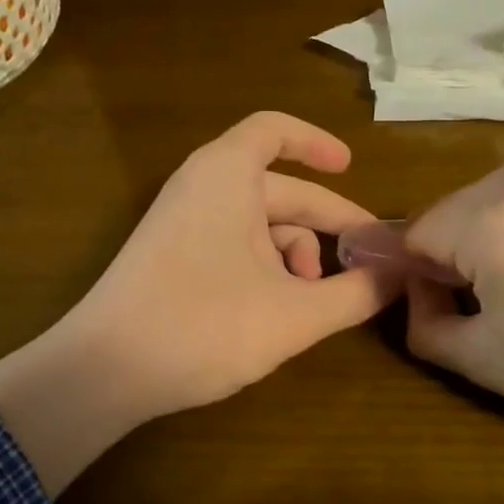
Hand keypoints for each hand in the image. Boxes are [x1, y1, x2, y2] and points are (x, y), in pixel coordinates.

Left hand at [0, 112, 397, 494]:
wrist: (103, 371)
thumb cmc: (204, 327)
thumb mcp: (294, 315)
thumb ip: (355, 294)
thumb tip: (400, 276)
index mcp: (226, 175)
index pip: (274, 131)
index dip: (317, 143)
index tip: (351, 167)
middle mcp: (201, 187)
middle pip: (278, 189)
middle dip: (325, 224)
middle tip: (367, 260)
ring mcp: (181, 223)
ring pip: (257, 224)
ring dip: (295, 255)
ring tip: (315, 301)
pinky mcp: (170, 257)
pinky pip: (231, 244)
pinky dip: (264, 267)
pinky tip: (279, 310)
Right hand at [403, 142, 503, 441]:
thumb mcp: (483, 362)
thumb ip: (421, 323)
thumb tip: (416, 289)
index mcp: (490, 221)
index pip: (416, 232)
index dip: (425, 274)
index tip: (458, 305)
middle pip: (457, 206)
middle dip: (463, 247)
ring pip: (501, 189)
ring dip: (503, 223)